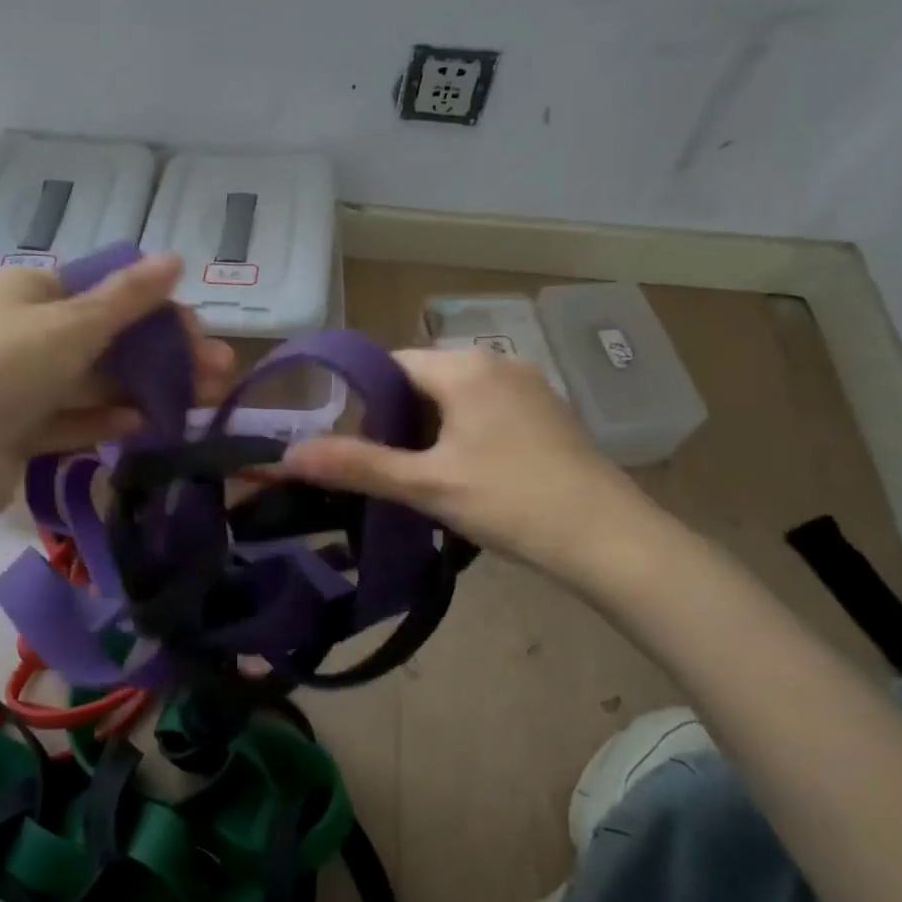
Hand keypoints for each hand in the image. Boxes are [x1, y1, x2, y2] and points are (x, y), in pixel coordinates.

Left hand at [0, 253, 233, 521]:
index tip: (198, 329)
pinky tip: (149, 424)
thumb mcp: (72, 325)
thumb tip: (176, 258)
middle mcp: (23, 333)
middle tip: (219, 371)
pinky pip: (73, 419)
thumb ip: (128, 298)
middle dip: (164, 354)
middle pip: (107, 339)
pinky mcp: (19, 432)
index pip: (102, 290)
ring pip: (95, 382)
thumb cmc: (3, 368)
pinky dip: (109, 419)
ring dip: (147, 388)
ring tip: (204, 399)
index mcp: (28, 292)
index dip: (154, 308)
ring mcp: (20, 385)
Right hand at [279, 348, 660, 580]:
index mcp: (465, 366)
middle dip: (397, 421)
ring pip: (453, 398)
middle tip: (392, 473)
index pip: (390, 365)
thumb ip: (357, 465)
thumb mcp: (427, 485)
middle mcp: (496, 361)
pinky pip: (484, 410)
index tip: (360, 451)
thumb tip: (289, 455)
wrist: (612, 540)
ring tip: (426, 480)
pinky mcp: (545, 411)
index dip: (365, 405)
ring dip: (430, 431)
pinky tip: (468, 476)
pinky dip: (462, 434)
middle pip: (421, 380)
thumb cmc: (512, 502)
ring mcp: (527, 385)